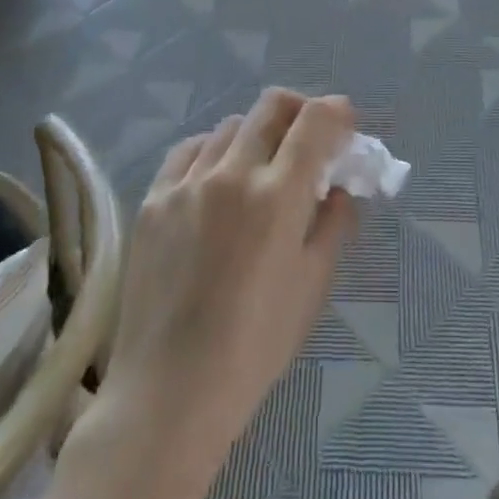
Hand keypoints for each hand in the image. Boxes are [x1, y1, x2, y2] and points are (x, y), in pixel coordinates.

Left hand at [110, 89, 356, 473]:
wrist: (170, 391)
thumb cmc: (255, 346)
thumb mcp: (312, 286)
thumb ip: (333, 225)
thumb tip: (338, 189)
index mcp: (278, 196)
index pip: (313, 122)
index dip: (336, 111)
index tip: (344, 123)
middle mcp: (232, 174)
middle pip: (271, 106)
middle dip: (299, 110)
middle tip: (308, 136)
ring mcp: (187, 182)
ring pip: (230, 125)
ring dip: (256, 134)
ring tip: (260, 166)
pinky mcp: (154, 198)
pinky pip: (189, 150)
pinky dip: (213, 150)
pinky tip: (216, 177)